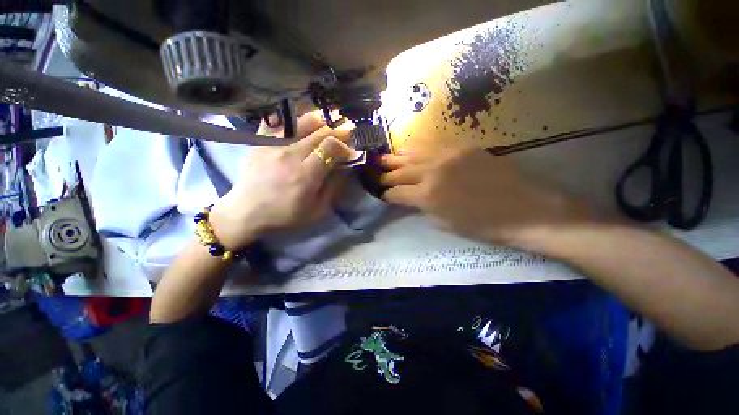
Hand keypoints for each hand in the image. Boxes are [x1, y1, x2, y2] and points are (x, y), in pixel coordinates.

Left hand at [210, 112, 353, 250]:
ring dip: (321, 121)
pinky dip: (295, 119)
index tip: (349, 152)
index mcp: (305, 175)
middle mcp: (289, 155)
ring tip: (329, 124)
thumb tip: (344, 167)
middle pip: (320, 131)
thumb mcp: (316, 211)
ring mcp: (272, 145)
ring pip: (302, 121)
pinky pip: (280, 121)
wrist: (245, 213)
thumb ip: (333, 188)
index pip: (330, 147)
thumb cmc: (284, 216)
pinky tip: (303, 124)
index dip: (344, 145)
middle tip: (347, 133)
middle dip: (339, 130)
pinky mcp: (260, 141)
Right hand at [379, 146, 590, 247]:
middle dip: (385, 174)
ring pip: (413, 154)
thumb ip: (423, 208)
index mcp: (427, 195)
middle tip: (374, 173)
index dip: (387, 195)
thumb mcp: (446, 224)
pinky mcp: (463, 147)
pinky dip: (417, 150)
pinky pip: (432, 146)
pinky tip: (409, 150)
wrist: (528, 210)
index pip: (397, 193)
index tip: (382, 195)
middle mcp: (432, 171)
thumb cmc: (485, 226)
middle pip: (401, 171)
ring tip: (382, 158)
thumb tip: (411, 199)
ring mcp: (448, 155)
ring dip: (396, 158)